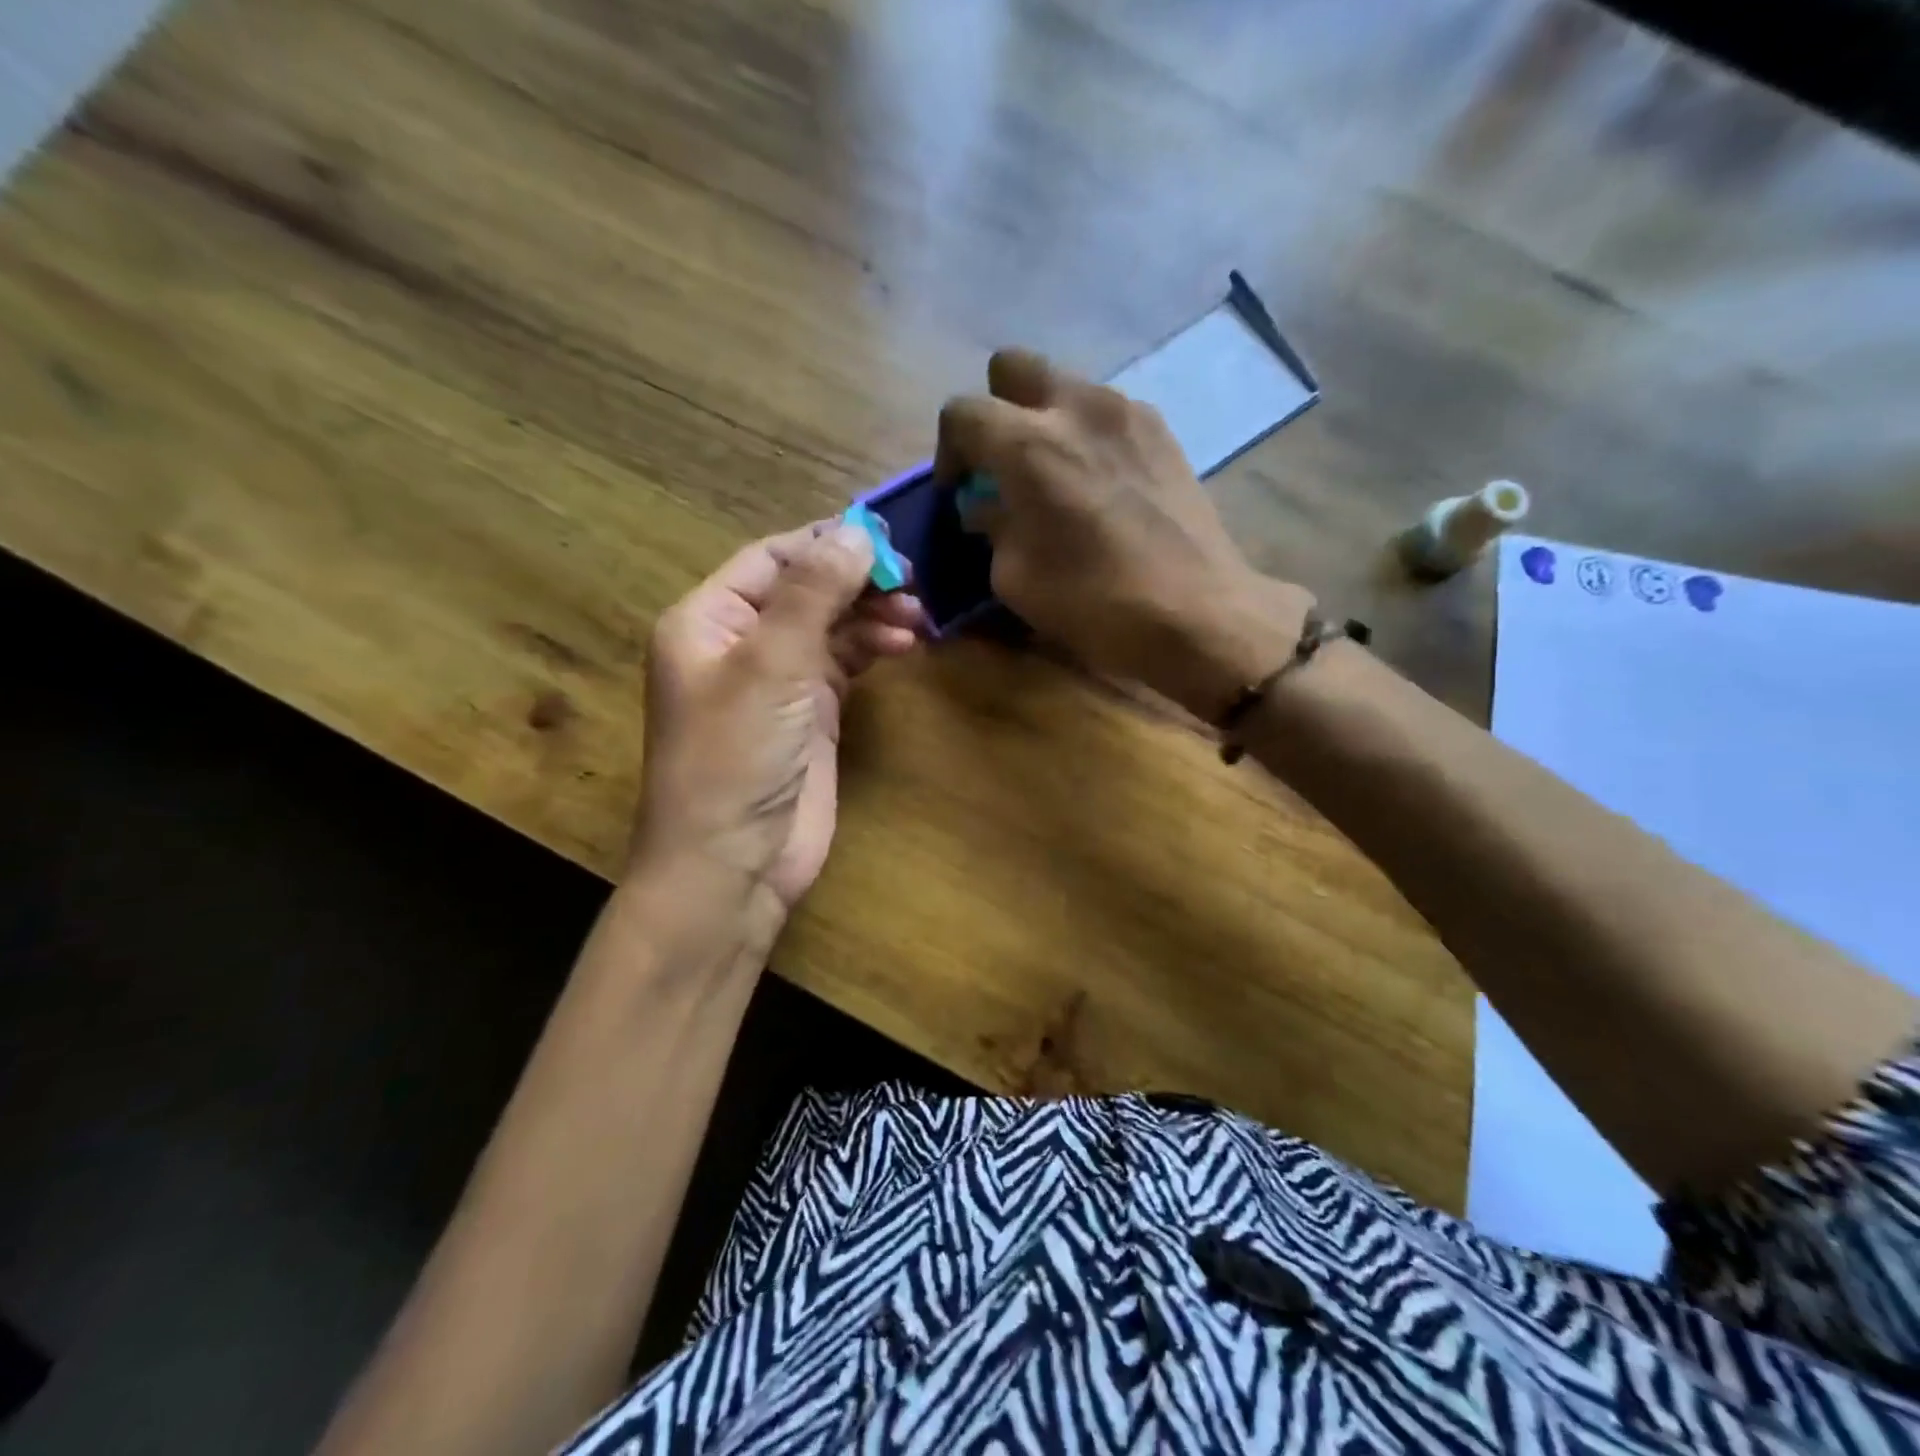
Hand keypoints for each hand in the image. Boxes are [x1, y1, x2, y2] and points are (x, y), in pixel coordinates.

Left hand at [632, 521, 921, 928]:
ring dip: (872, 615)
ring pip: (830, 627)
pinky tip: (904, 644)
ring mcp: (777, 681)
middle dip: (857, 582)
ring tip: (917, 617)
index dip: (828, 544)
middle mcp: (740, 643)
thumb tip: (858, 532)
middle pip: (806, 590)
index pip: (772, 559)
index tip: (888, 540)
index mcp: (708, 619)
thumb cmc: (735, 757)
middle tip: (913, 581)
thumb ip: (813, 593)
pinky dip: (873, 649)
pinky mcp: (810, 714)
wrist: (732, 865)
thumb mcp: (770, 665)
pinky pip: (845, 664)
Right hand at [936, 349, 1313, 718]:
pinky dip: (1088, 435)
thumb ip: (992, 526)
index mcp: (1028, 444)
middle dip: (996, 409)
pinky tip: (1100, 485)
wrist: (1196, 611)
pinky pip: (1107, 412)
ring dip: (1046, 420)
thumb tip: (985, 504)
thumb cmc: (1094, 602)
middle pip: (1013, 366)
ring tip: (1056, 477)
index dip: (949, 450)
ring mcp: (1127, 411)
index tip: (960, 490)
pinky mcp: (1162, 430)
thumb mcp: (1016, 578)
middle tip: (1002, 463)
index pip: (962, 412)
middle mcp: (1076, 407)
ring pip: (1066, 386)